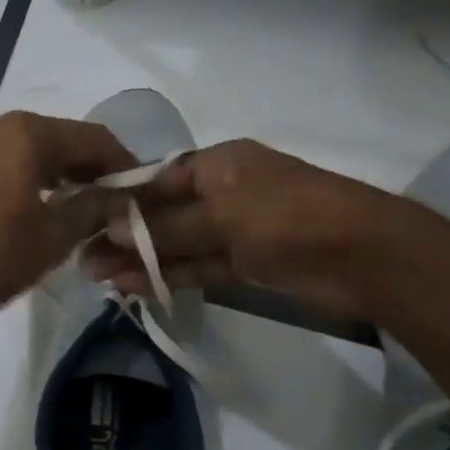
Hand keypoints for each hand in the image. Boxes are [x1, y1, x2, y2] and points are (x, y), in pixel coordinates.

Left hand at [0, 112, 135, 333]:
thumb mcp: (55, 237)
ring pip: (17, 146)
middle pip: (52, 137)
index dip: (120, 161)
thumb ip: (93, 207)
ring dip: (46, 168)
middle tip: (104, 197)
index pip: (90, 138)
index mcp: (23, 134)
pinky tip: (23, 201)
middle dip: (81, 165)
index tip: (136, 187)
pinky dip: (12, 172)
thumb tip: (115, 195)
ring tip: (67, 202)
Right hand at [81, 139, 399, 319]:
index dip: (120, 200)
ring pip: (177, 244)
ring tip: (96, 276)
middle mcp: (223, 193)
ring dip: (139, 259)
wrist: (369, 258)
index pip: (157, 180)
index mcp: (219, 164)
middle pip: (162, 214)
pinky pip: (197, 266)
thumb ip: (165, 227)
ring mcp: (235, 231)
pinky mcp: (246, 264)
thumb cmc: (289, 216)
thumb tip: (107, 229)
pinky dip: (168, 275)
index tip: (82, 218)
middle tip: (81, 257)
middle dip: (122, 235)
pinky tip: (132, 285)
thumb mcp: (221, 215)